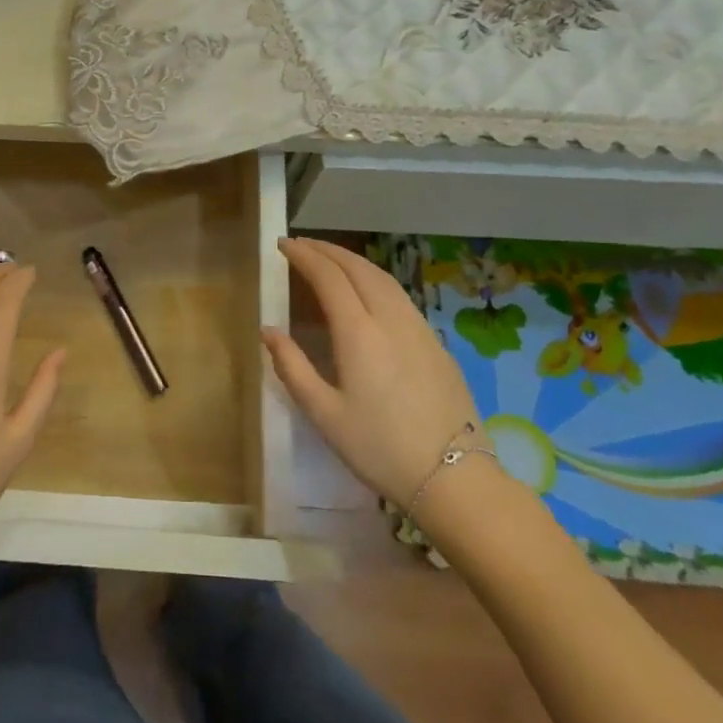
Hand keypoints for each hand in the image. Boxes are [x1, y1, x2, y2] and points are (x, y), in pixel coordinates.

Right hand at [262, 238, 485, 514]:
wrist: (454, 478)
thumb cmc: (379, 448)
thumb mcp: (324, 414)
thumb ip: (292, 367)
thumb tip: (268, 330)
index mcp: (359, 333)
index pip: (328, 277)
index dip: (304, 256)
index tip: (283, 245)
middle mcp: (390, 319)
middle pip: (358, 268)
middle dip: (327, 250)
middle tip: (301, 244)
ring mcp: (419, 329)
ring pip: (383, 278)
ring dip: (352, 261)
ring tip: (330, 259)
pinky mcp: (436, 343)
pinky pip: (400, 295)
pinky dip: (374, 279)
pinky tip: (367, 291)